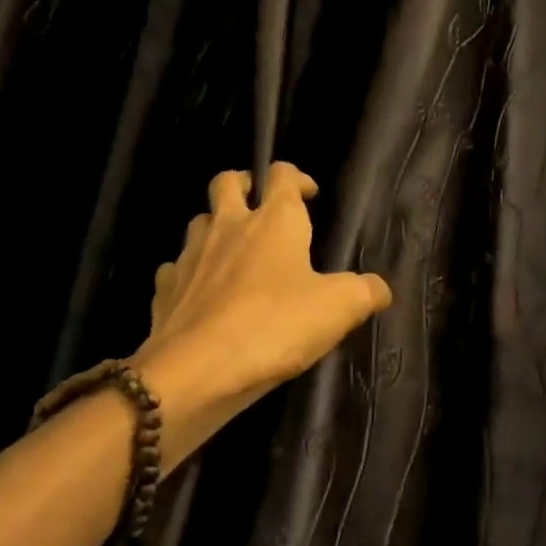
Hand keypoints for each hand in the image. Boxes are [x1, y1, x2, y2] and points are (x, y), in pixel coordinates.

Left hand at [128, 163, 391, 469]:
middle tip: (259, 203)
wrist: (197, 370)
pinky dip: (190, 272)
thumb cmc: (274, 327)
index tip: (309, 195)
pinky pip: (177, 268)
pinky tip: (203, 293)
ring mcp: (191, 256)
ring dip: (216, 227)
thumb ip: (365, 292)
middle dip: (244, 184)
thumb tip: (380, 288)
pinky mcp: (165, 289)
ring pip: (199, 222)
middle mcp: (228, 227)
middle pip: (226, 182)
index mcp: (273, 222)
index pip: (281, 175)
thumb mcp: (338, 310)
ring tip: (233, 250)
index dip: (296, 177)